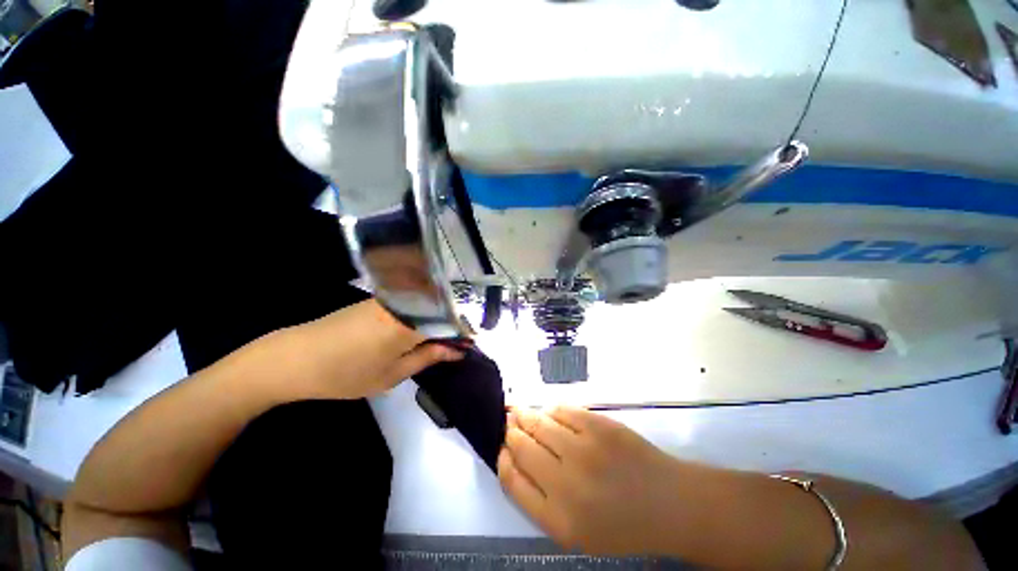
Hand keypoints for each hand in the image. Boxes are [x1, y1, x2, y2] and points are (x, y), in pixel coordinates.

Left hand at [265, 299, 463, 400]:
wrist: (293, 358)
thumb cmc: (345, 374)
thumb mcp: (391, 375)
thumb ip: (428, 358)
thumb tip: (457, 352)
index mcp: (410, 323)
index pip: (451, 321)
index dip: (465, 332)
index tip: (472, 344)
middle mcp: (405, 303)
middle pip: (442, 309)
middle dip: (454, 325)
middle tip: (457, 344)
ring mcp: (391, 298)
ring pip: (427, 305)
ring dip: (438, 320)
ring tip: (441, 339)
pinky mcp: (380, 298)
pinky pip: (412, 304)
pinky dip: (422, 316)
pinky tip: (420, 329)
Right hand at [498, 406, 704, 555]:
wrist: (669, 504)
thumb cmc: (621, 524)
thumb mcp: (575, 532)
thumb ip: (539, 500)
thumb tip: (514, 458)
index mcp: (557, 519)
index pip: (512, 480)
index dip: (502, 459)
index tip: (501, 448)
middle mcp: (566, 483)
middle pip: (522, 446)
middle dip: (511, 431)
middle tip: (509, 422)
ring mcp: (583, 450)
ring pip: (539, 424)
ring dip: (526, 415)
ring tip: (521, 412)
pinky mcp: (599, 426)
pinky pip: (562, 410)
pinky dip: (551, 410)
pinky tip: (550, 412)